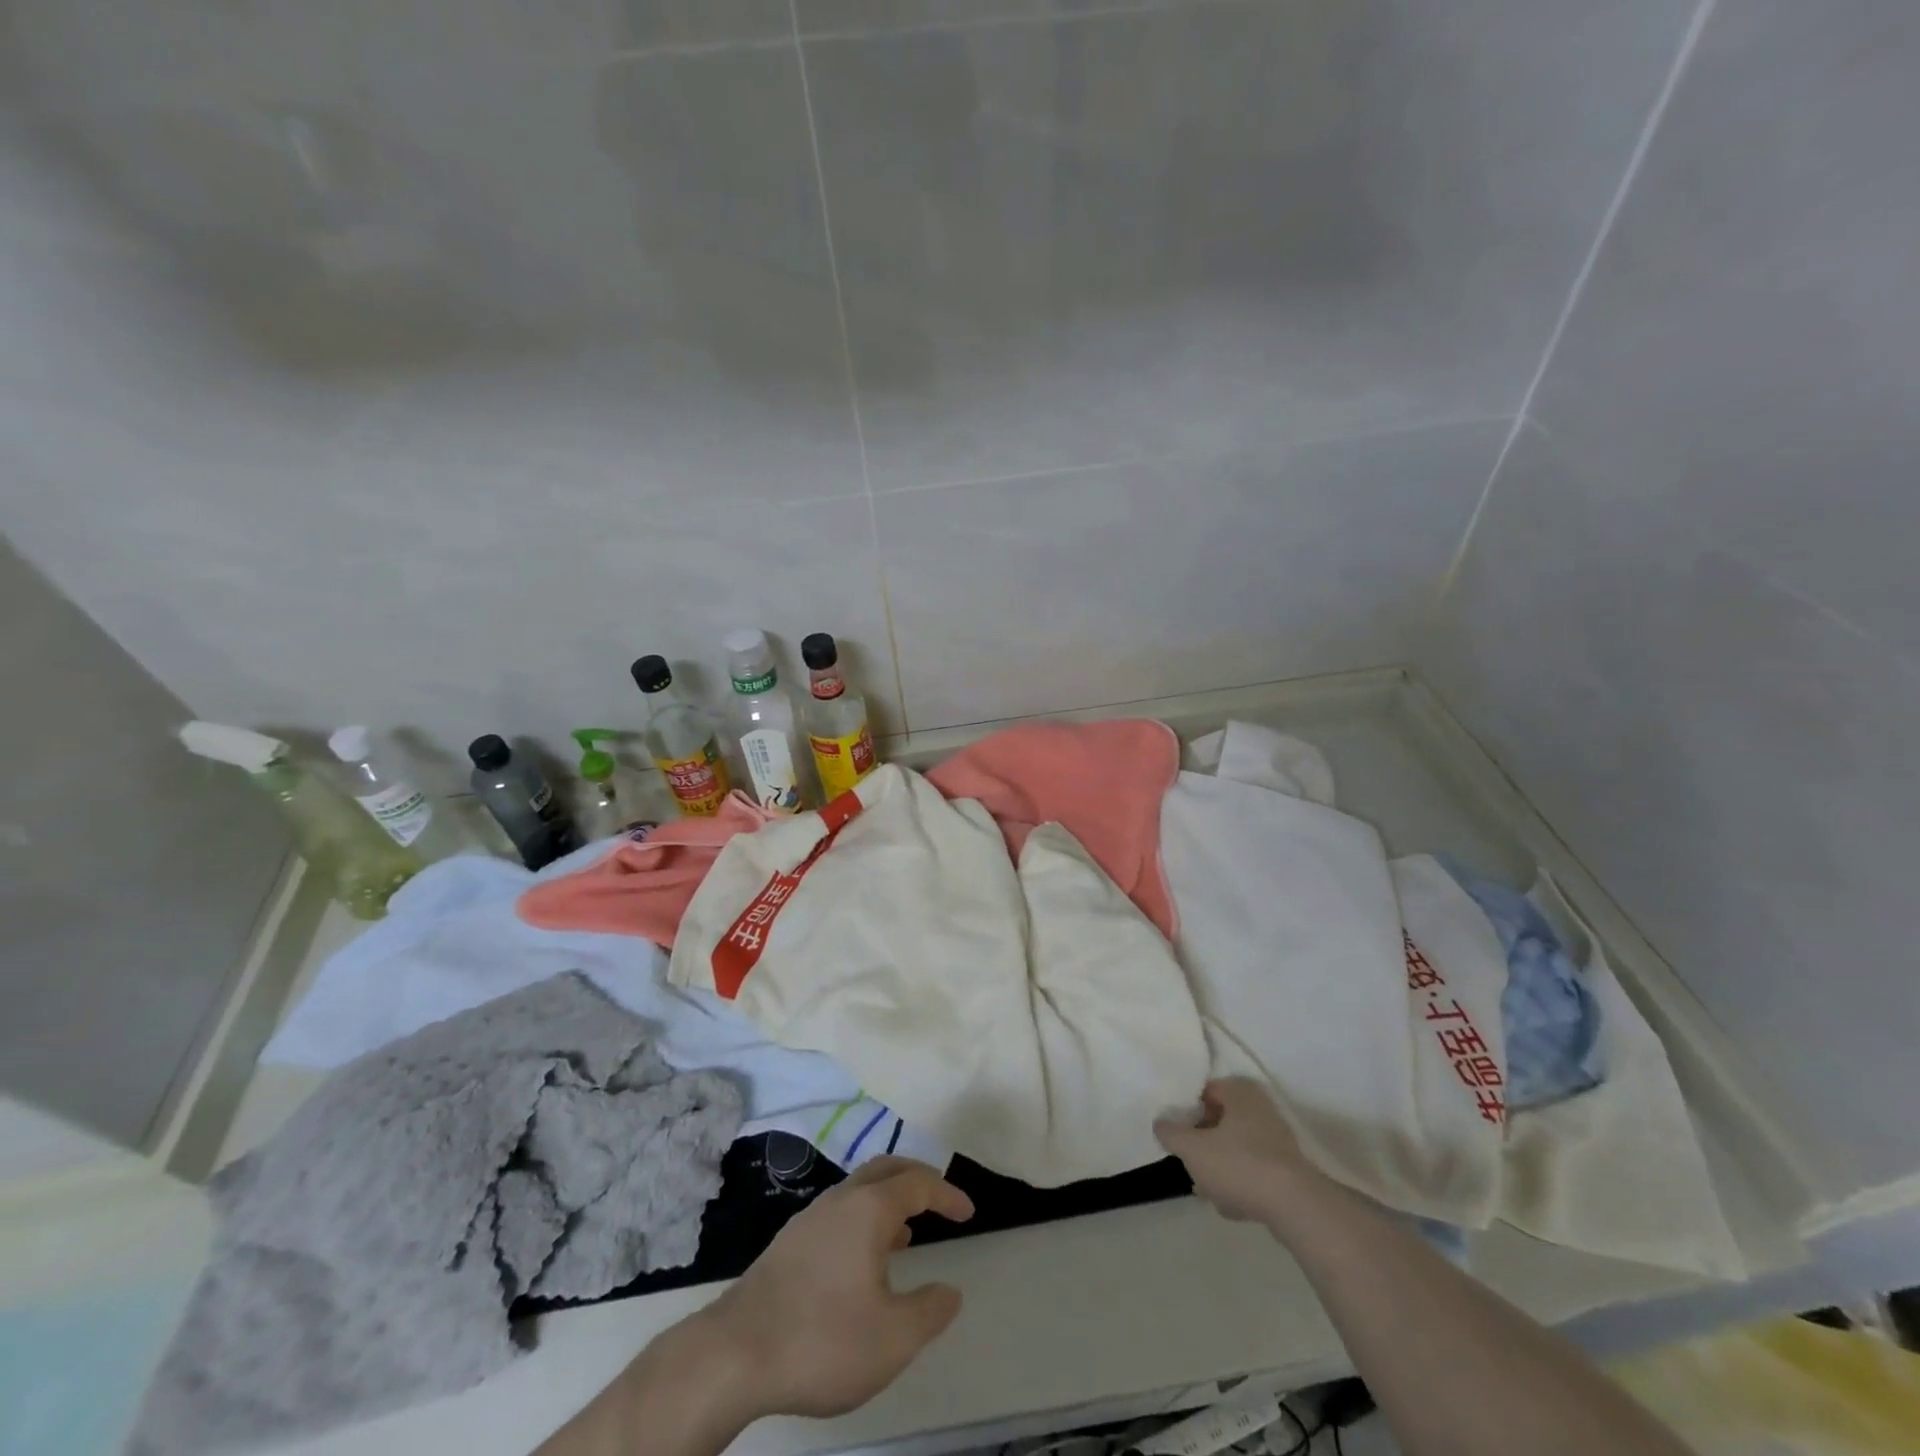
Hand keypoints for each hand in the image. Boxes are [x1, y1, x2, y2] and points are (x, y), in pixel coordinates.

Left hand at [705, 1156, 975, 1419]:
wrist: (735, 1353)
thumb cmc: (823, 1339)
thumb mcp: (893, 1338)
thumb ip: (930, 1311)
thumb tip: (950, 1291)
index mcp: (869, 1209)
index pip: (917, 1183)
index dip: (947, 1193)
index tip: (968, 1211)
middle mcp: (840, 1200)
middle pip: (886, 1169)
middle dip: (917, 1178)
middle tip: (940, 1200)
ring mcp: (810, 1218)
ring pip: (859, 1190)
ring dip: (888, 1200)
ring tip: (906, 1233)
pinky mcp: (789, 1243)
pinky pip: (839, 1212)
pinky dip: (863, 1219)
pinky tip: (862, 1261)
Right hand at [1155, 1078, 1318, 1224]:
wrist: (1297, 1208)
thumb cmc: (1239, 1165)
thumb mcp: (1192, 1149)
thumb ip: (1171, 1133)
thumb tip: (1160, 1123)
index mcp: (1240, 1092)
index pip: (1205, 1091)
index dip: (1187, 1111)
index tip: (1178, 1133)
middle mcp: (1261, 1109)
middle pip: (1221, 1121)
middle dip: (1203, 1143)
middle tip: (1190, 1162)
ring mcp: (1278, 1140)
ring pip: (1237, 1148)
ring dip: (1220, 1167)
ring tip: (1206, 1191)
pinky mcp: (1289, 1170)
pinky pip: (1255, 1170)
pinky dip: (1241, 1183)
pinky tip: (1231, 1206)